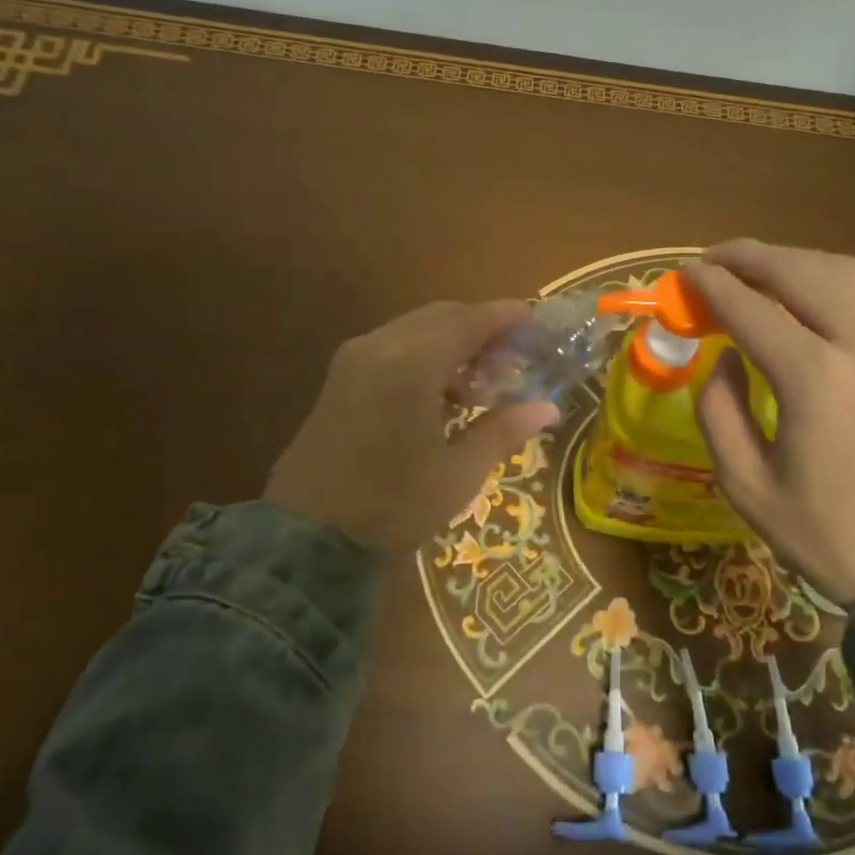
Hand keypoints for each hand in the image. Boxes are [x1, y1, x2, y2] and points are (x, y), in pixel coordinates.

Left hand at [264, 301, 558, 554]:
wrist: (306, 537)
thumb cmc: (392, 504)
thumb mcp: (458, 473)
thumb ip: (504, 430)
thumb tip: (548, 408)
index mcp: (412, 363)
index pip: (470, 321)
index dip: (506, 317)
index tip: (536, 322)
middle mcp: (380, 347)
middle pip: (442, 317)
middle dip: (481, 330)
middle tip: (513, 360)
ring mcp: (354, 360)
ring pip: (415, 330)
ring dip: (452, 344)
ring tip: (480, 386)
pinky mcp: (340, 379)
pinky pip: (393, 348)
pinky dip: (425, 356)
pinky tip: (441, 396)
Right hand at [685, 241, 854, 604]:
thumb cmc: (828, 534)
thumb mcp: (746, 486)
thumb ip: (720, 412)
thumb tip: (725, 359)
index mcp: (813, 378)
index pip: (750, 309)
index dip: (712, 286)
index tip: (684, 275)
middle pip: (800, 271)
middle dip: (750, 256)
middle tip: (713, 260)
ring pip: (845, 272)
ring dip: (796, 262)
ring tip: (760, 272)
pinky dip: (845, 289)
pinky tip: (827, 309)